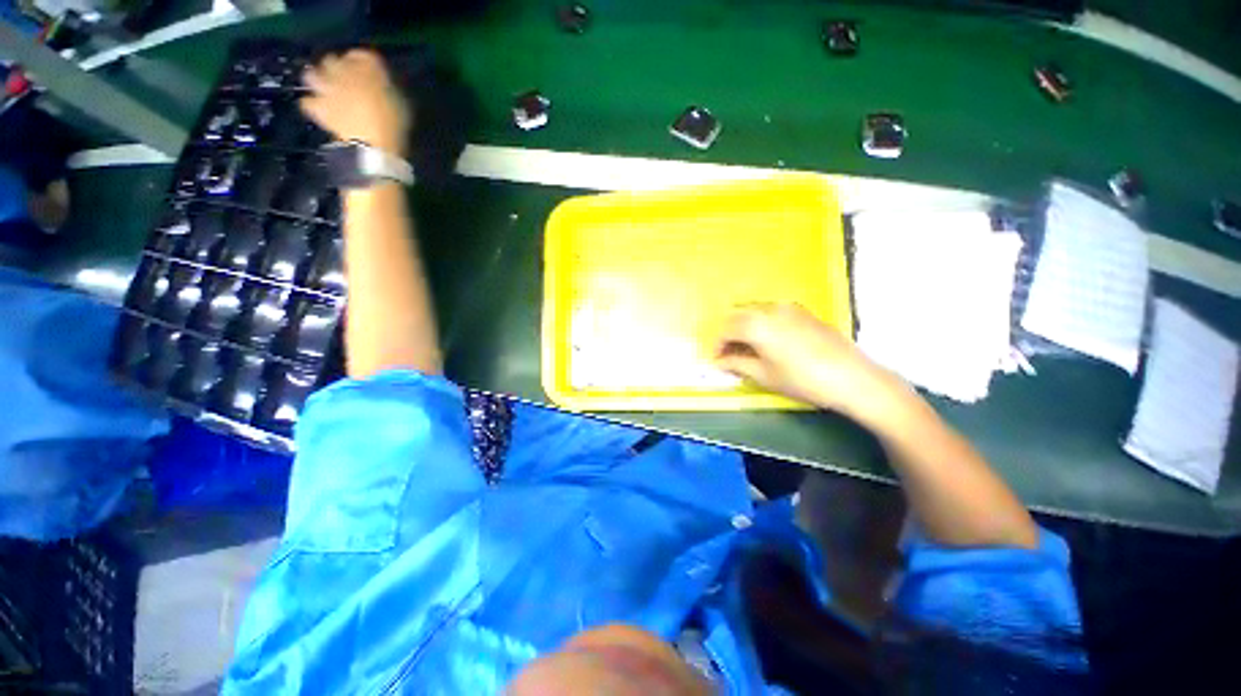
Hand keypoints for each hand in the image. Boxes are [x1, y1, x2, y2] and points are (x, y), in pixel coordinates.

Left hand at [300, 50, 410, 156]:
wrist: (374, 145)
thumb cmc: (394, 125)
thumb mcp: (401, 104)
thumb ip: (388, 89)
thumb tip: (384, 85)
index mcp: (368, 67)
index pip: (363, 55)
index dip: (365, 62)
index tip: (371, 71)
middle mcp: (343, 70)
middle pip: (333, 60)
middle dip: (337, 67)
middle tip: (345, 78)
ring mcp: (327, 88)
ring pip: (312, 75)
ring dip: (317, 80)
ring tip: (324, 89)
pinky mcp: (318, 108)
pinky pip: (307, 102)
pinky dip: (311, 104)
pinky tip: (318, 108)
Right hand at [714, 303, 902, 418]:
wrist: (852, 378)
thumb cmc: (803, 380)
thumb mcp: (764, 375)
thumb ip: (736, 364)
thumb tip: (719, 362)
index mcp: (757, 324)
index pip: (727, 330)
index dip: (718, 345)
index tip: (718, 360)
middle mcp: (769, 308)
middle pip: (738, 316)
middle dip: (729, 334)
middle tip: (730, 355)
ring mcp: (788, 307)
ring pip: (754, 311)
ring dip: (745, 327)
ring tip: (747, 350)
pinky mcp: (802, 311)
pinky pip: (771, 312)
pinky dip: (761, 323)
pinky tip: (767, 342)